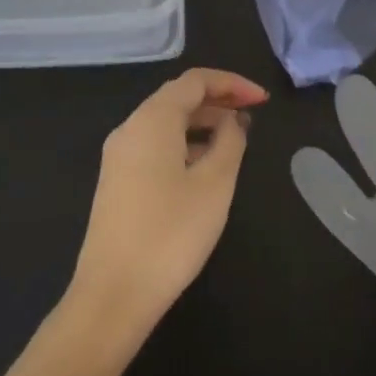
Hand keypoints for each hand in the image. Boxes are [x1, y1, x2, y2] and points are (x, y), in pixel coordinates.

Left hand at [68, 68, 267, 342]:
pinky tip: (204, 166)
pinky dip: (184, 143)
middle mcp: (130, 128)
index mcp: (152, 119)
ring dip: (201, 122)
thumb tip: (233, 121)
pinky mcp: (116, 181)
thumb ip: (230, 142)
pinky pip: (154, 145)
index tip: (263, 100)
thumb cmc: (171, 233)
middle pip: (177, 98)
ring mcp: (118, 156)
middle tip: (253, 115)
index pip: (195, 81)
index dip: (232, 83)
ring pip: (165, 122)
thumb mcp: (215, 184)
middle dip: (218, 100)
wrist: (113, 295)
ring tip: (235, 139)